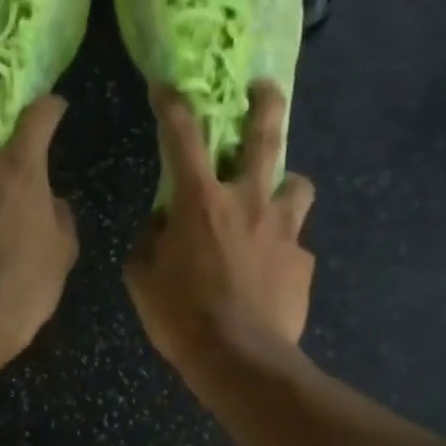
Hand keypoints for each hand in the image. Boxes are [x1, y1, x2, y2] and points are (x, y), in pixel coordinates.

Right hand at [124, 81, 313, 371]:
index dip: (172, 106)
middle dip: (265, 105)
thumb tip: (161, 225)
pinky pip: (295, 244)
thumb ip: (149, 242)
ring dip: (287, 185)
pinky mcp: (302, 262)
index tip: (166, 87)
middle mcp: (248, 202)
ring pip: (299, 185)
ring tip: (277, 199)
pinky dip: (283, 249)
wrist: (240, 358)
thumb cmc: (181, 317)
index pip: (182, 137)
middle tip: (266, 89)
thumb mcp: (143, 279)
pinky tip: (272, 273)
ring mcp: (283, 230)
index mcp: (201, 202)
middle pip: (265, 138)